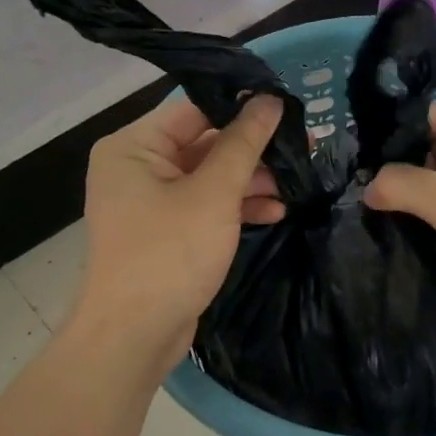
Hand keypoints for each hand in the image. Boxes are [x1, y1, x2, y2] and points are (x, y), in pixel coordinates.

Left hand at [70, 95, 285, 376]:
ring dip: (249, 181)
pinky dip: (235, 207)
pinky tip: (275, 211)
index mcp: (133, 146)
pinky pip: (204, 205)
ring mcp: (150, 202)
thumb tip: (269, 99)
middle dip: (252, 149)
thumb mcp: (214, 194)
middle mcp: (136, 167)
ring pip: (208, 176)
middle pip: (203, 143)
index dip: (240, 106)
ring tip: (295, 182)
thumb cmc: (169, 254)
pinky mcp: (166, 231)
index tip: (286, 105)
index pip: (193, 109)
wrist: (135, 335)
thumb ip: (244, 143)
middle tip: (302, 146)